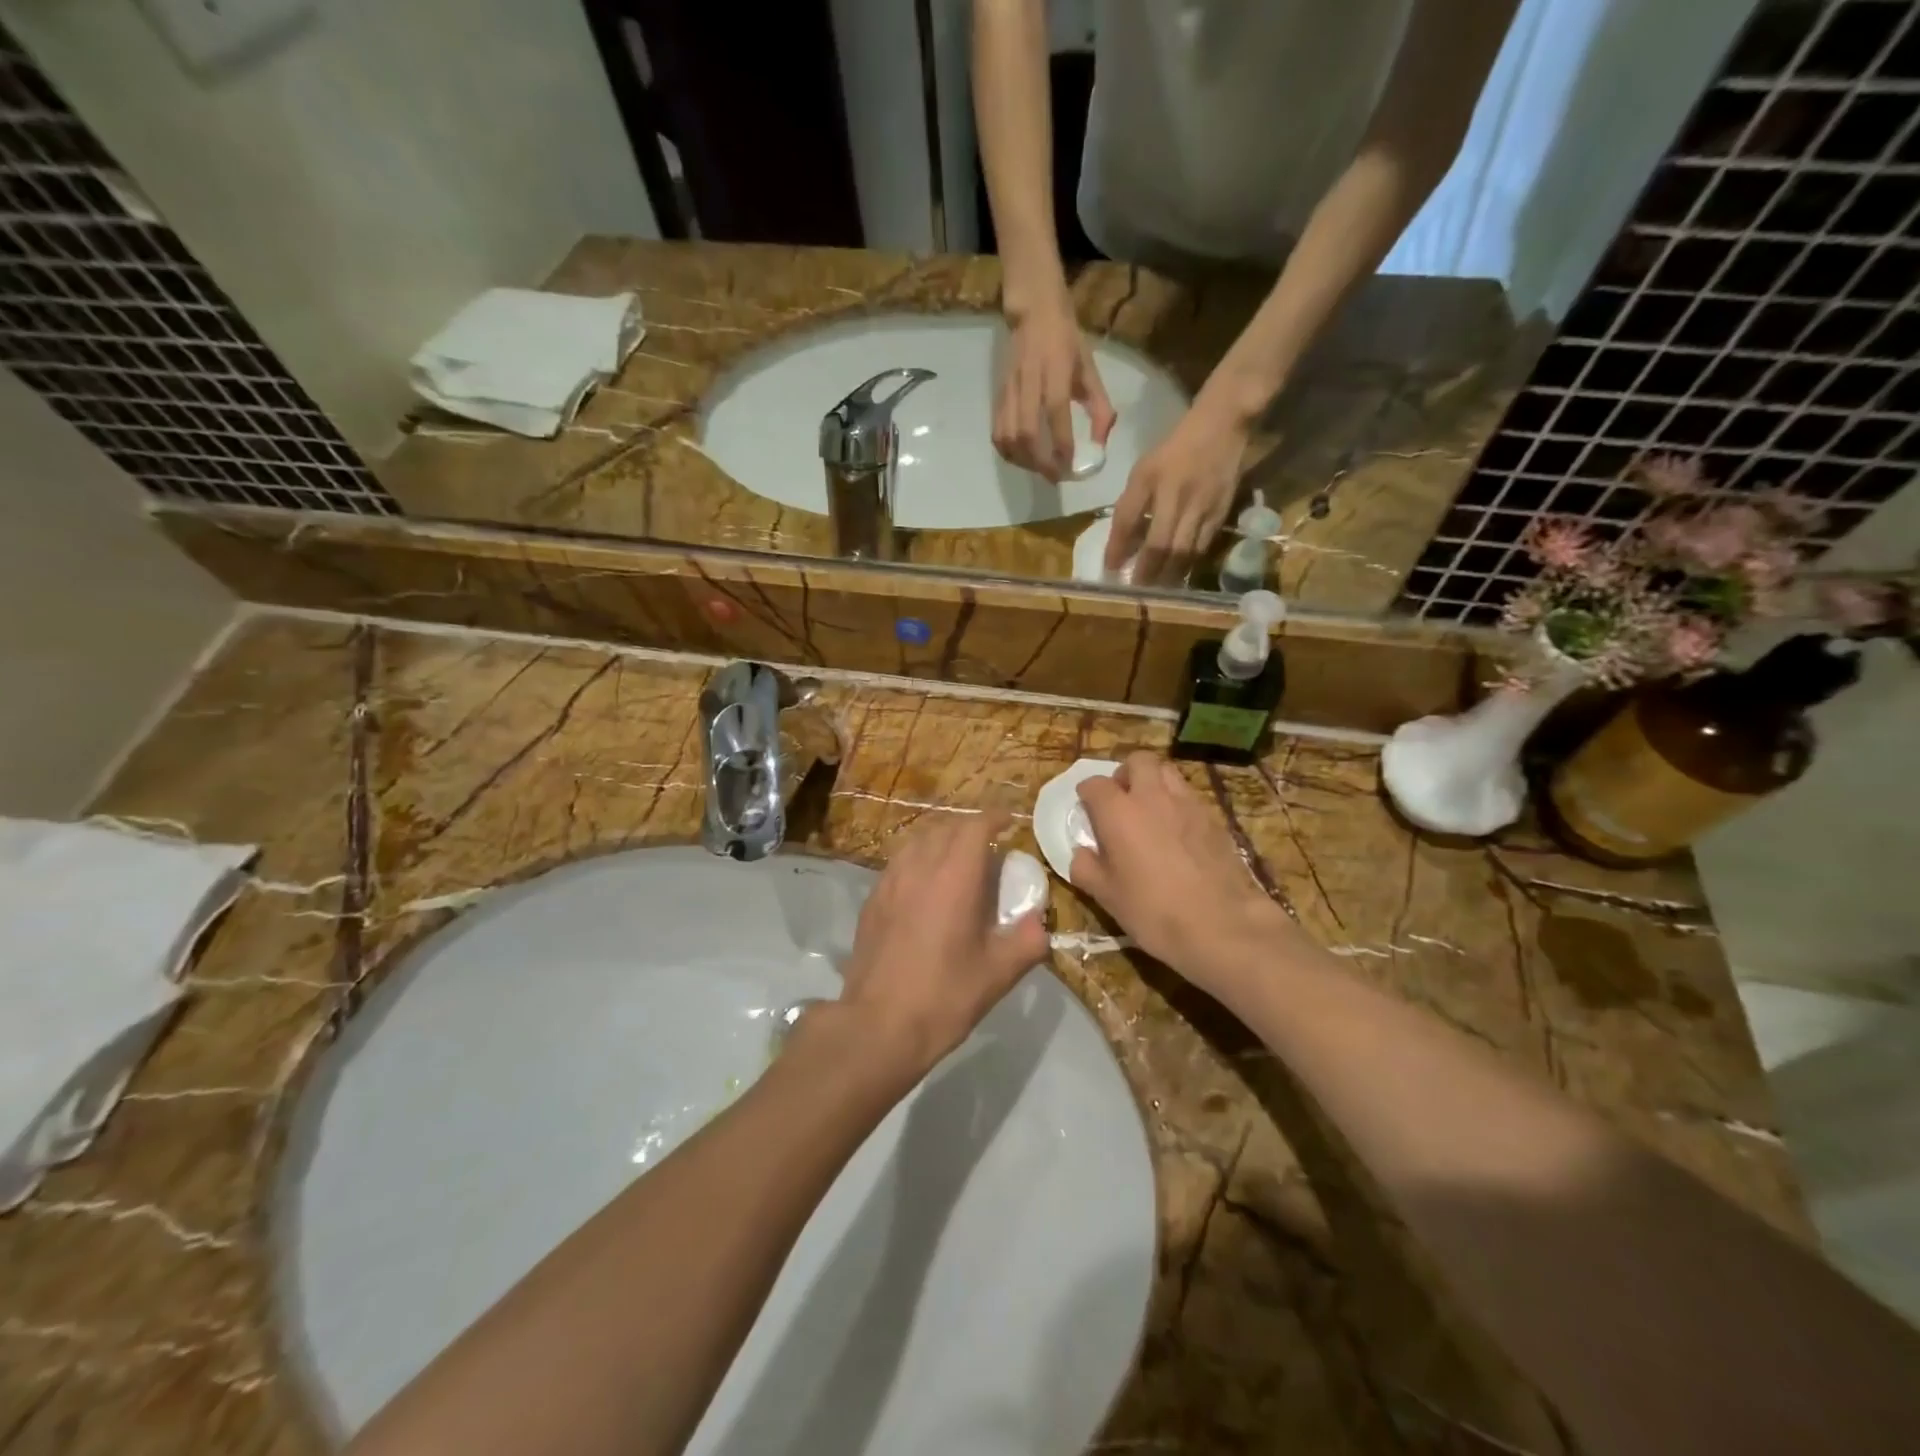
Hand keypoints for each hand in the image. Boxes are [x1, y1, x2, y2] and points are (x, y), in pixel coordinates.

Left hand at [837, 810, 1048, 1079]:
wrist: (878, 1026)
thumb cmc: (944, 996)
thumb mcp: (999, 974)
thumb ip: (1027, 941)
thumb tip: (1039, 923)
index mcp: (954, 877)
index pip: (975, 827)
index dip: (994, 818)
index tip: (1009, 823)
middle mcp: (919, 868)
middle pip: (945, 828)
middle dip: (970, 828)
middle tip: (989, 847)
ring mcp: (890, 881)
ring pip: (918, 841)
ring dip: (942, 840)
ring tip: (957, 861)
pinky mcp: (872, 900)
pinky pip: (900, 862)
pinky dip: (919, 859)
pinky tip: (926, 886)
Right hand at [993, 298, 1115, 480]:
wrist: (1033, 312)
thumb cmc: (1067, 341)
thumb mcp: (1090, 369)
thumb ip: (1099, 407)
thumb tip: (1100, 446)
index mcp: (1055, 368)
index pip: (1055, 410)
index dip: (1062, 442)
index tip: (1071, 465)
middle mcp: (1029, 380)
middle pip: (1026, 432)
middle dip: (1041, 461)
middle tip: (1056, 476)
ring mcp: (1009, 389)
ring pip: (1008, 436)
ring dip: (1024, 461)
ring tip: (1040, 469)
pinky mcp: (998, 397)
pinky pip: (997, 433)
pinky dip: (1009, 453)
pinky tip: (1023, 459)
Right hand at [1069, 753, 1294, 998]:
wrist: (1221, 925)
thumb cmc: (1152, 910)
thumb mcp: (1105, 896)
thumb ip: (1085, 867)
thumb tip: (1082, 853)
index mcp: (1118, 811)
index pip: (1095, 784)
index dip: (1087, 794)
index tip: (1086, 809)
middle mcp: (1152, 796)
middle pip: (1138, 761)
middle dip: (1125, 773)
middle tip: (1121, 799)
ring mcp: (1188, 803)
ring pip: (1168, 772)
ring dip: (1154, 782)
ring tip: (1149, 810)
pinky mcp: (1214, 818)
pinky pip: (1189, 796)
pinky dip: (1177, 803)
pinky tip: (1176, 832)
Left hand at [1106, 402, 1248, 585]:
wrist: (1222, 426)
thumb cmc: (1174, 450)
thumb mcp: (1144, 470)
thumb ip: (1131, 504)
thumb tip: (1121, 544)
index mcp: (1152, 479)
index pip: (1128, 519)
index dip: (1117, 547)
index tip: (1108, 569)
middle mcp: (1177, 495)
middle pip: (1160, 545)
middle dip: (1146, 572)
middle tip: (1135, 591)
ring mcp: (1203, 506)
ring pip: (1183, 552)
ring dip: (1168, 575)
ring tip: (1155, 592)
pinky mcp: (1221, 513)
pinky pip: (1202, 547)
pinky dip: (1188, 565)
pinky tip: (1178, 576)